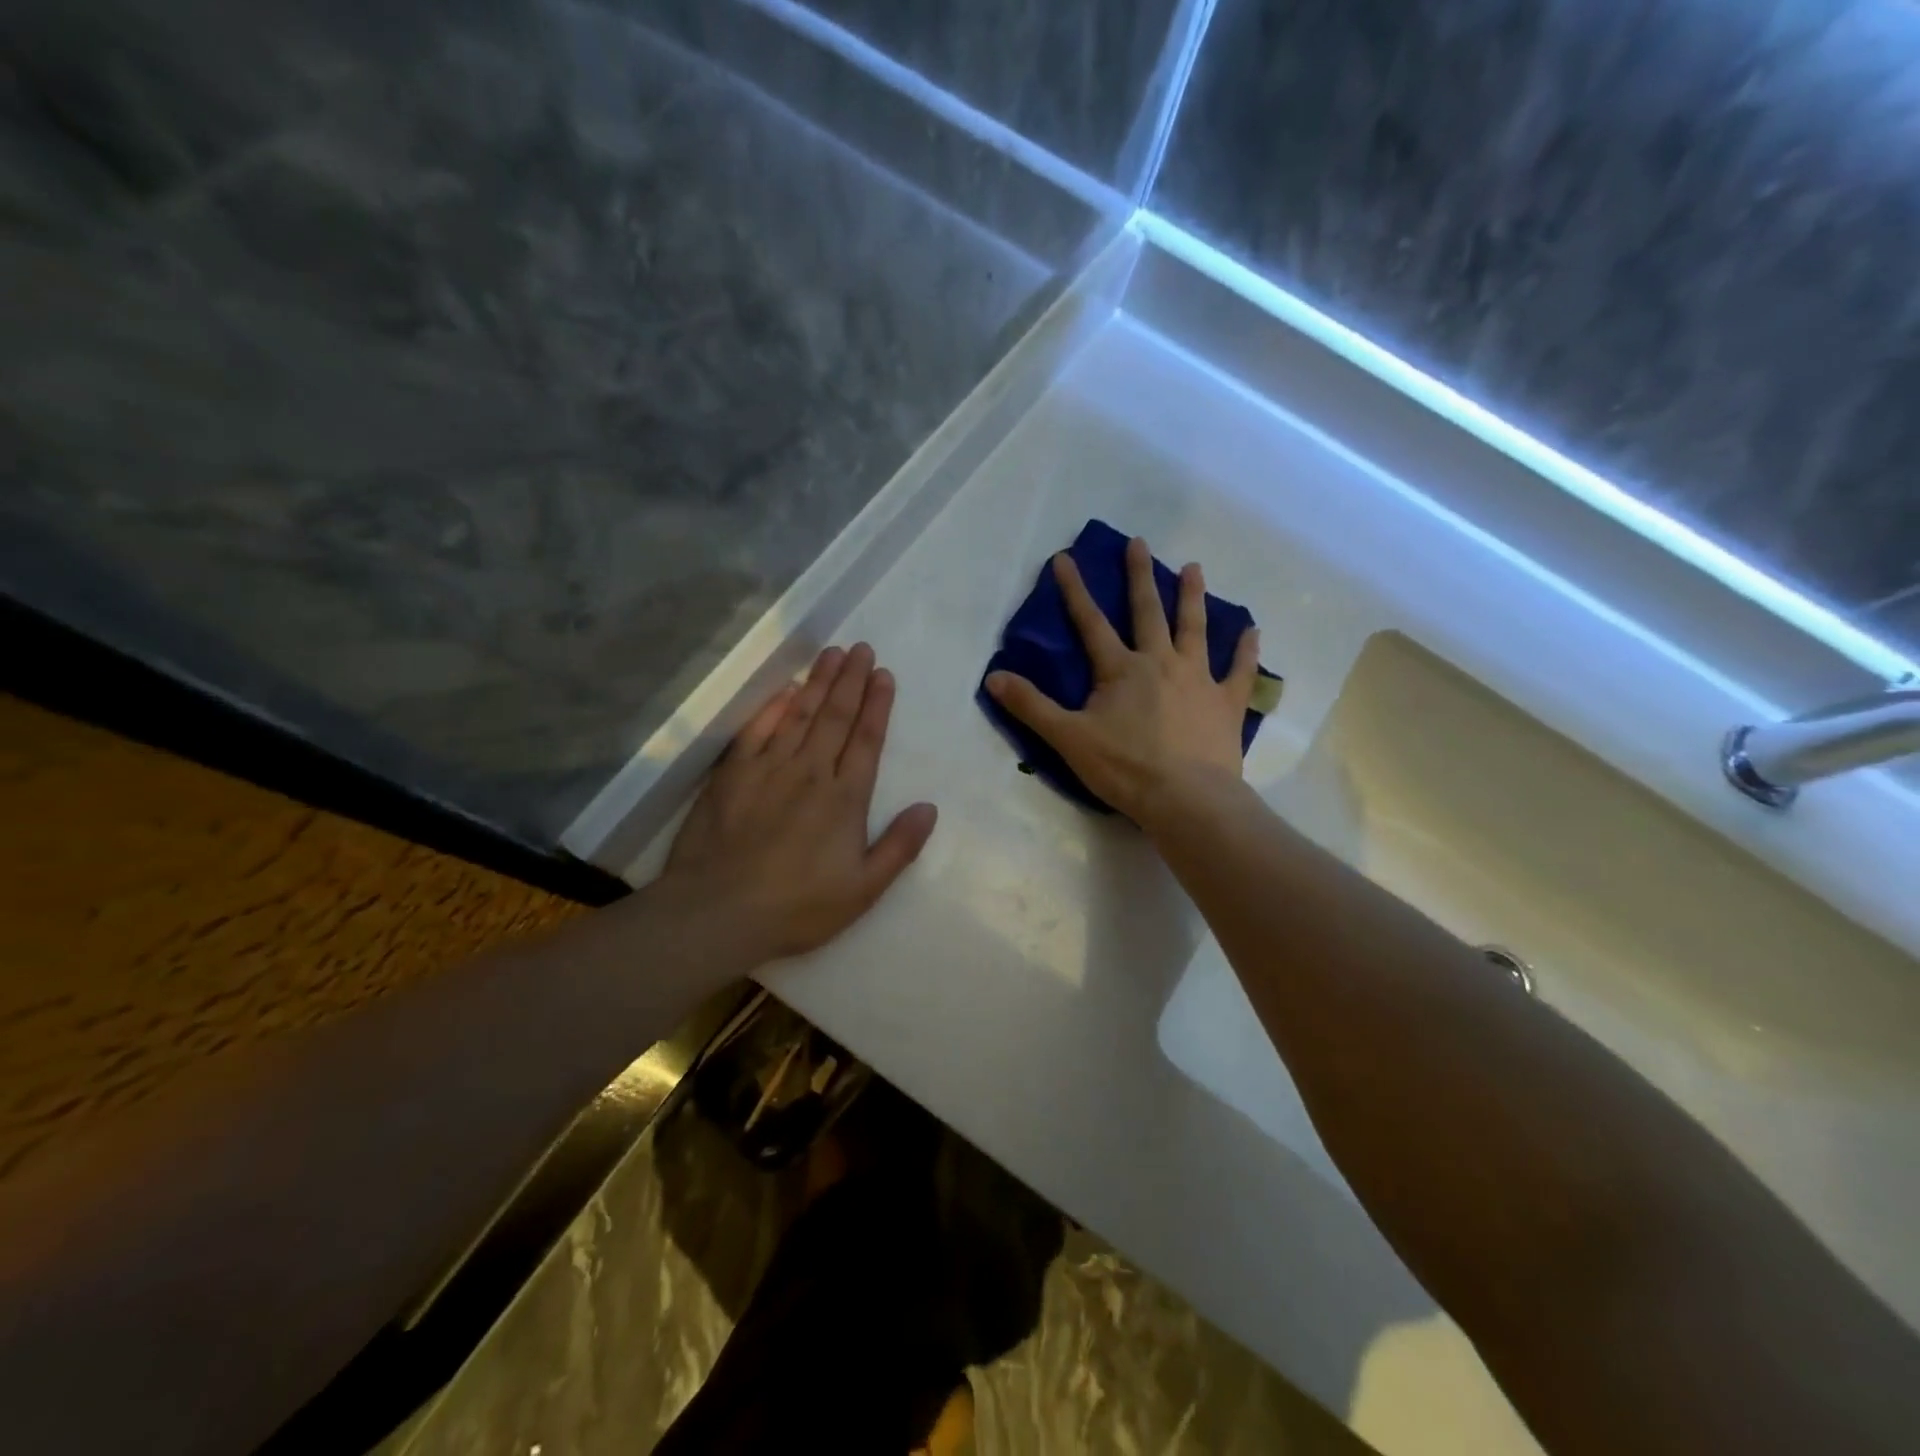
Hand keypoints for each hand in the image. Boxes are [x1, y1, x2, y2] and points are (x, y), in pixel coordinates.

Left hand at [662, 643, 938, 962]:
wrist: (718, 911)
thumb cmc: (797, 907)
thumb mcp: (863, 889)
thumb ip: (899, 846)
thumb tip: (929, 807)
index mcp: (845, 798)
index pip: (866, 739)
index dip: (876, 705)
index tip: (883, 674)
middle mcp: (810, 772)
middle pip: (835, 716)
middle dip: (850, 679)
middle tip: (861, 648)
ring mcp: (768, 768)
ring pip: (800, 714)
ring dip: (817, 681)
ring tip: (831, 653)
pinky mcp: (733, 774)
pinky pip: (757, 730)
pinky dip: (773, 707)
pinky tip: (785, 690)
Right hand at [985, 537, 1257, 828]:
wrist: (1187, 799)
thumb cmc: (1125, 768)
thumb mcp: (1068, 738)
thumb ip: (1031, 706)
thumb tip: (994, 677)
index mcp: (1121, 669)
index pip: (1091, 623)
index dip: (1075, 590)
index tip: (1065, 558)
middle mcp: (1160, 662)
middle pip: (1148, 612)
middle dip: (1140, 576)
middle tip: (1140, 543)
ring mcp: (1198, 679)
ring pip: (1194, 629)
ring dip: (1192, 597)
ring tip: (1195, 568)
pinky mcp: (1226, 703)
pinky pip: (1239, 670)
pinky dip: (1246, 650)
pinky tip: (1252, 630)